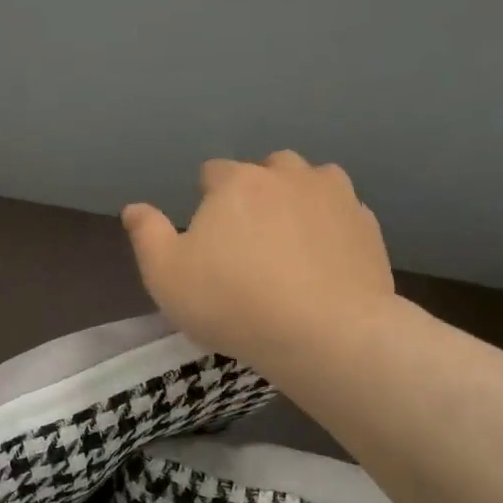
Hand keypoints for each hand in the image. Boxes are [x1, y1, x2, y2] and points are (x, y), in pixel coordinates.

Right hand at [122, 152, 394, 368]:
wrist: (325, 333)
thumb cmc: (233, 303)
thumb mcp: (166, 276)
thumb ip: (147, 235)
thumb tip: (134, 208)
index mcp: (237, 182)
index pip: (213, 172)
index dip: (206, 200)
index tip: (208, 237)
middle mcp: (288, 175)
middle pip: (267, 169)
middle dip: (256, 193)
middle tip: (249, 241)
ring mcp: (335, 197)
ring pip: (312, 182)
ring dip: (299, 200)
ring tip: (291, 243)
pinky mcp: (368, 226)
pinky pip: (343, 215)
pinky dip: (331, 229)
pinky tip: (324, 263)